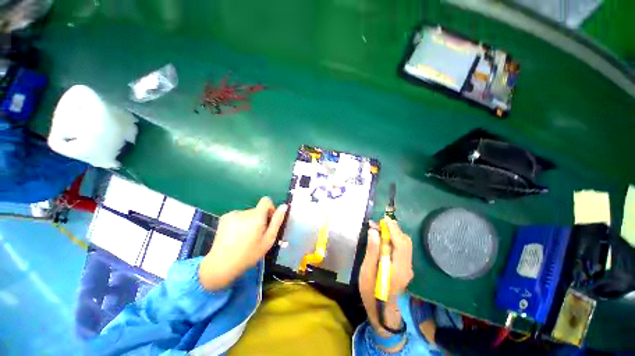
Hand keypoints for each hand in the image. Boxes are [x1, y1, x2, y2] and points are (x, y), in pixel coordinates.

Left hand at [199, 197, 286, 289]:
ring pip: (248, 214)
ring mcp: (232, 214)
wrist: (221, 265)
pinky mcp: (224, 217)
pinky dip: (240, 222)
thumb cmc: (249, 254)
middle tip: (257, 235)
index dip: (270, 208)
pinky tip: (236, 235)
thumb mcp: (268, 240)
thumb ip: (277, 221)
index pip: (266, 201)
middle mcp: (244, 211)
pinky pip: (238, 216)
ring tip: (245, 237)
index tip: (269, 221)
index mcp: (256, 216)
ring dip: (250, 221)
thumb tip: (284, 206)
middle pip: (257, 210)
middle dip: (260, 219)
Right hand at [359, 218, 413, 336]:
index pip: (400, 243)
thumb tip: (373, 231)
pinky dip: (394, 240)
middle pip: (405, 242)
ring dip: (393, 234)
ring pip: (405, 244)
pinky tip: (383, 240)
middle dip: (393, 229)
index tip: (384, 219)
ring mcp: (407, 268)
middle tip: (378, 224)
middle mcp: (407, 266)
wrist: (382, 311)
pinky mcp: (405, 267)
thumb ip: (371, 251)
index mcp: (398, 269)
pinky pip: (402, 249)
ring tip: (378, 229)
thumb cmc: (371, 292)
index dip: (393, 229)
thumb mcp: (367, 272)